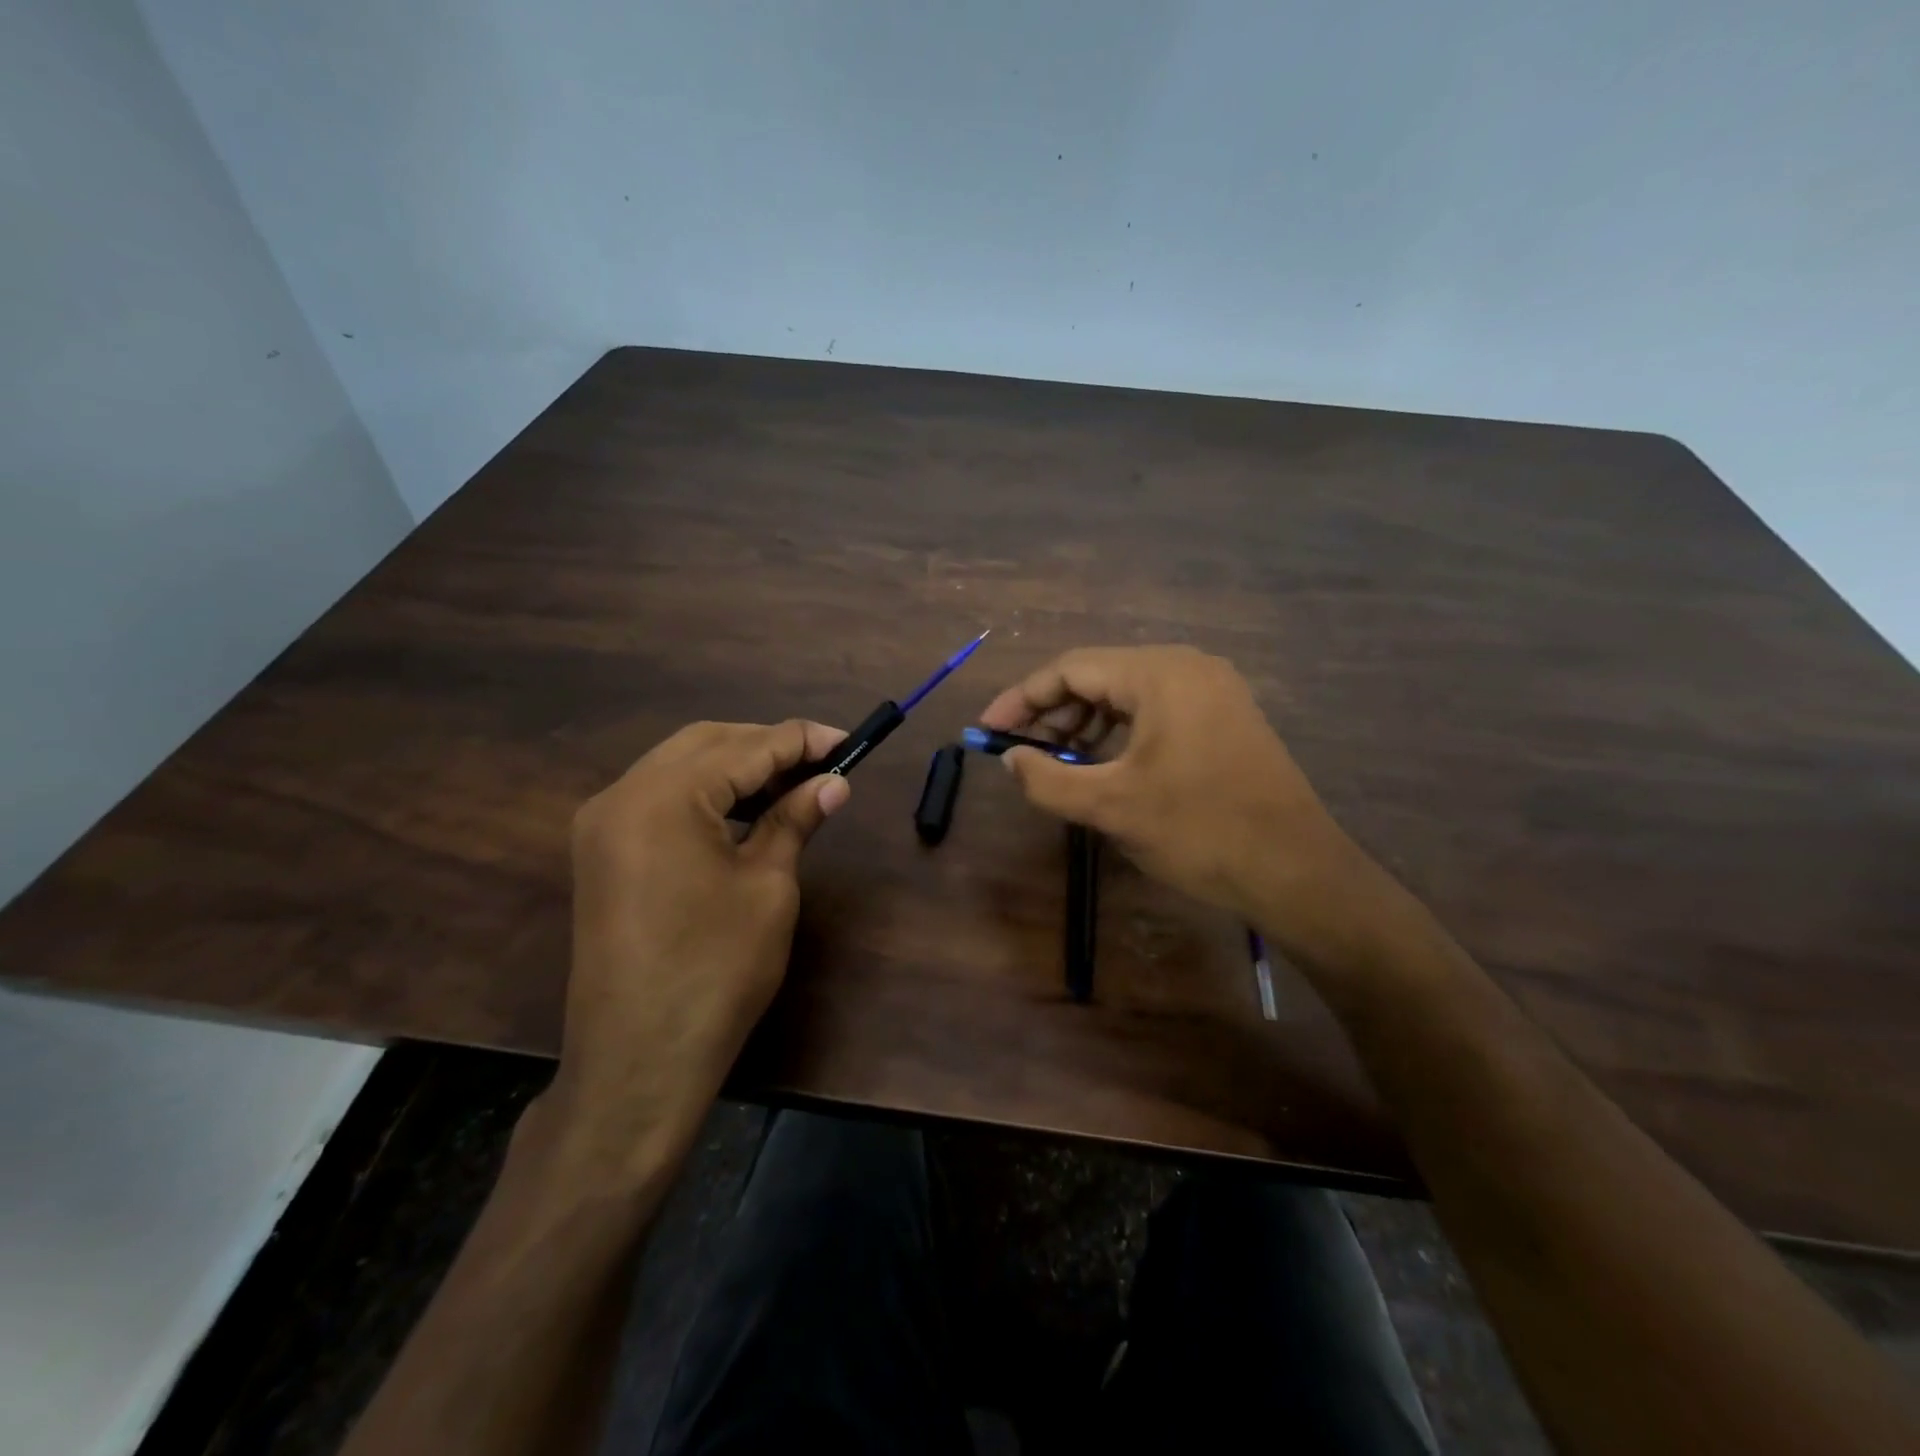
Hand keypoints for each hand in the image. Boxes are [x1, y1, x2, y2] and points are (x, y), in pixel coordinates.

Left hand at [546, 720, 849, 1172]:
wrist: (639, 1059)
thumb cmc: (716, 971)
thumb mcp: (768, 887)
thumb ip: (795, 820)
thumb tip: (833, 782)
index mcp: (663, 798)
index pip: (746, 748)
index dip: (802, 740)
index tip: (848, 741)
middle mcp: (622, 794)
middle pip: (706, 743)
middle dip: (767, 746)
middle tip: (821, 763)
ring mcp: (603, 823)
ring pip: (679, 765)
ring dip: (736, 766)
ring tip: (791, 783)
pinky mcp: (602, 851)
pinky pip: (659, 797)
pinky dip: (705, 792)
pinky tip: (744, 809)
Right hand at [979, 646, 1394, 964]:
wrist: (1296, 871)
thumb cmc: (1199, 831)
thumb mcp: (1111, 807)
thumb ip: (1049, 778)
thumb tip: (1011, 759)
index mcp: (1160, 674)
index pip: (1071, 669)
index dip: (1022, 698)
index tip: (987, 729)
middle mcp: (1188, 667)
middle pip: (1100, 675)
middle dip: (1053, 711)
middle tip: (1020, 749)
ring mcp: (1213, 690)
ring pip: (1128, 693)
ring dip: (1085, 721)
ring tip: (1056, 758)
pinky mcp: (1226, 717)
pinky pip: (1157, 710)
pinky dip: (1120, 731)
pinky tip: (1103, 761)